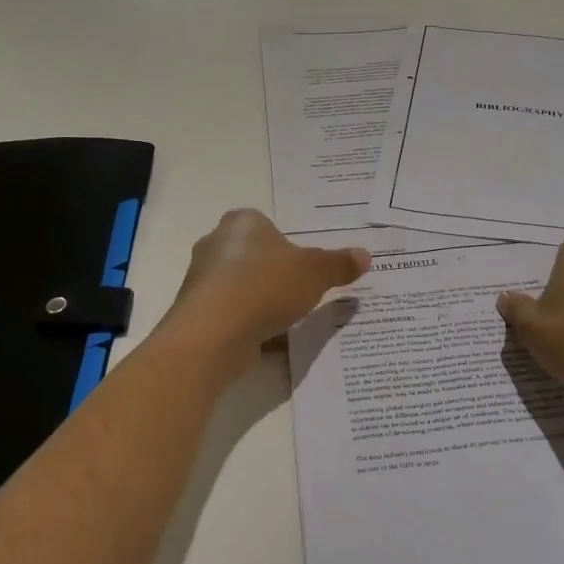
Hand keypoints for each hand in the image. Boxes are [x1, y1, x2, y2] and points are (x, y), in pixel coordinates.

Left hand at [165, 209, 368, 363]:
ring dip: (263, 302)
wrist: (213, 334)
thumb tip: (365, 255)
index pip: (268, 226)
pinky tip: (271, 341)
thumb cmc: (266, 286)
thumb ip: (339, 264)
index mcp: (242, 222)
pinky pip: (233, 315)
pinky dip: (250, 325)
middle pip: (256, 257)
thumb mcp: (315, 273)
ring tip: (290, 320)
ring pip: (243, 287)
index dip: (290, 246)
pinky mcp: (197, 313)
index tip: (307, 267)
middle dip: (277, 275)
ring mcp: (202, 280)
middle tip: (304, 293)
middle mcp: (216, 244)